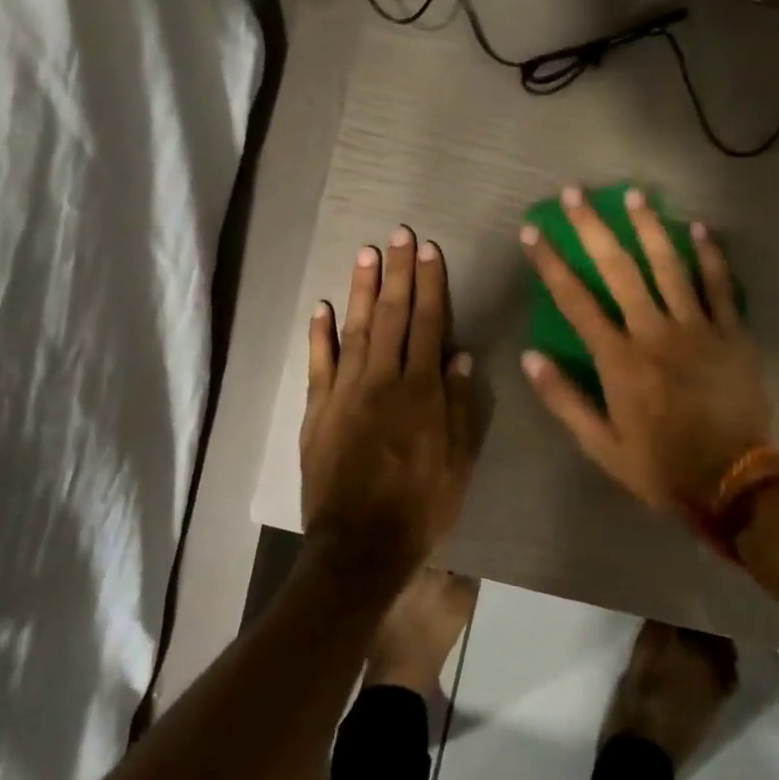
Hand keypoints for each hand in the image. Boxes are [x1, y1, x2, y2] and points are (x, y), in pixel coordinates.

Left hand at [301, 227, 477, 585]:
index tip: (428, 250)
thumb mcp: (458, 463)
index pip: (429, 325)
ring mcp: (345, 393)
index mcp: (421, 393)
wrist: (359, 545)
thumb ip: (459, 407)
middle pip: (392, 316)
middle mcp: (383, 381)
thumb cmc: (420, 507)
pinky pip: (319, 364)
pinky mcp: (318, 411)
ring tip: (366, 253)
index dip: (430, 285)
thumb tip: (460, 357)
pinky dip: (319, 334)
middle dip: (397, 273)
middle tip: (397, 234)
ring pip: (355, 329)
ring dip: (360, 289)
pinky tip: (321, 307)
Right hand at [520, 186, 775, 517]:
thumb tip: (530, 357)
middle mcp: (655, 333)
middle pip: (620, 269)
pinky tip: (698, 227)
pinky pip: (721, 286)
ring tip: (633, 194)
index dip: (551, 263)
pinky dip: (710, 255)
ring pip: (670, 266)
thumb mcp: (601, 445)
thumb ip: (564, 399)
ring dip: (649, 227)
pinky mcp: (733, 334)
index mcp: (619, 360)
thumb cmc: (660, 466)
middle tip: (575, 194)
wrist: (733, 483)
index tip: (533, 232)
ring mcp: (698, 329)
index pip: (576, 301)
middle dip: (593, 228)